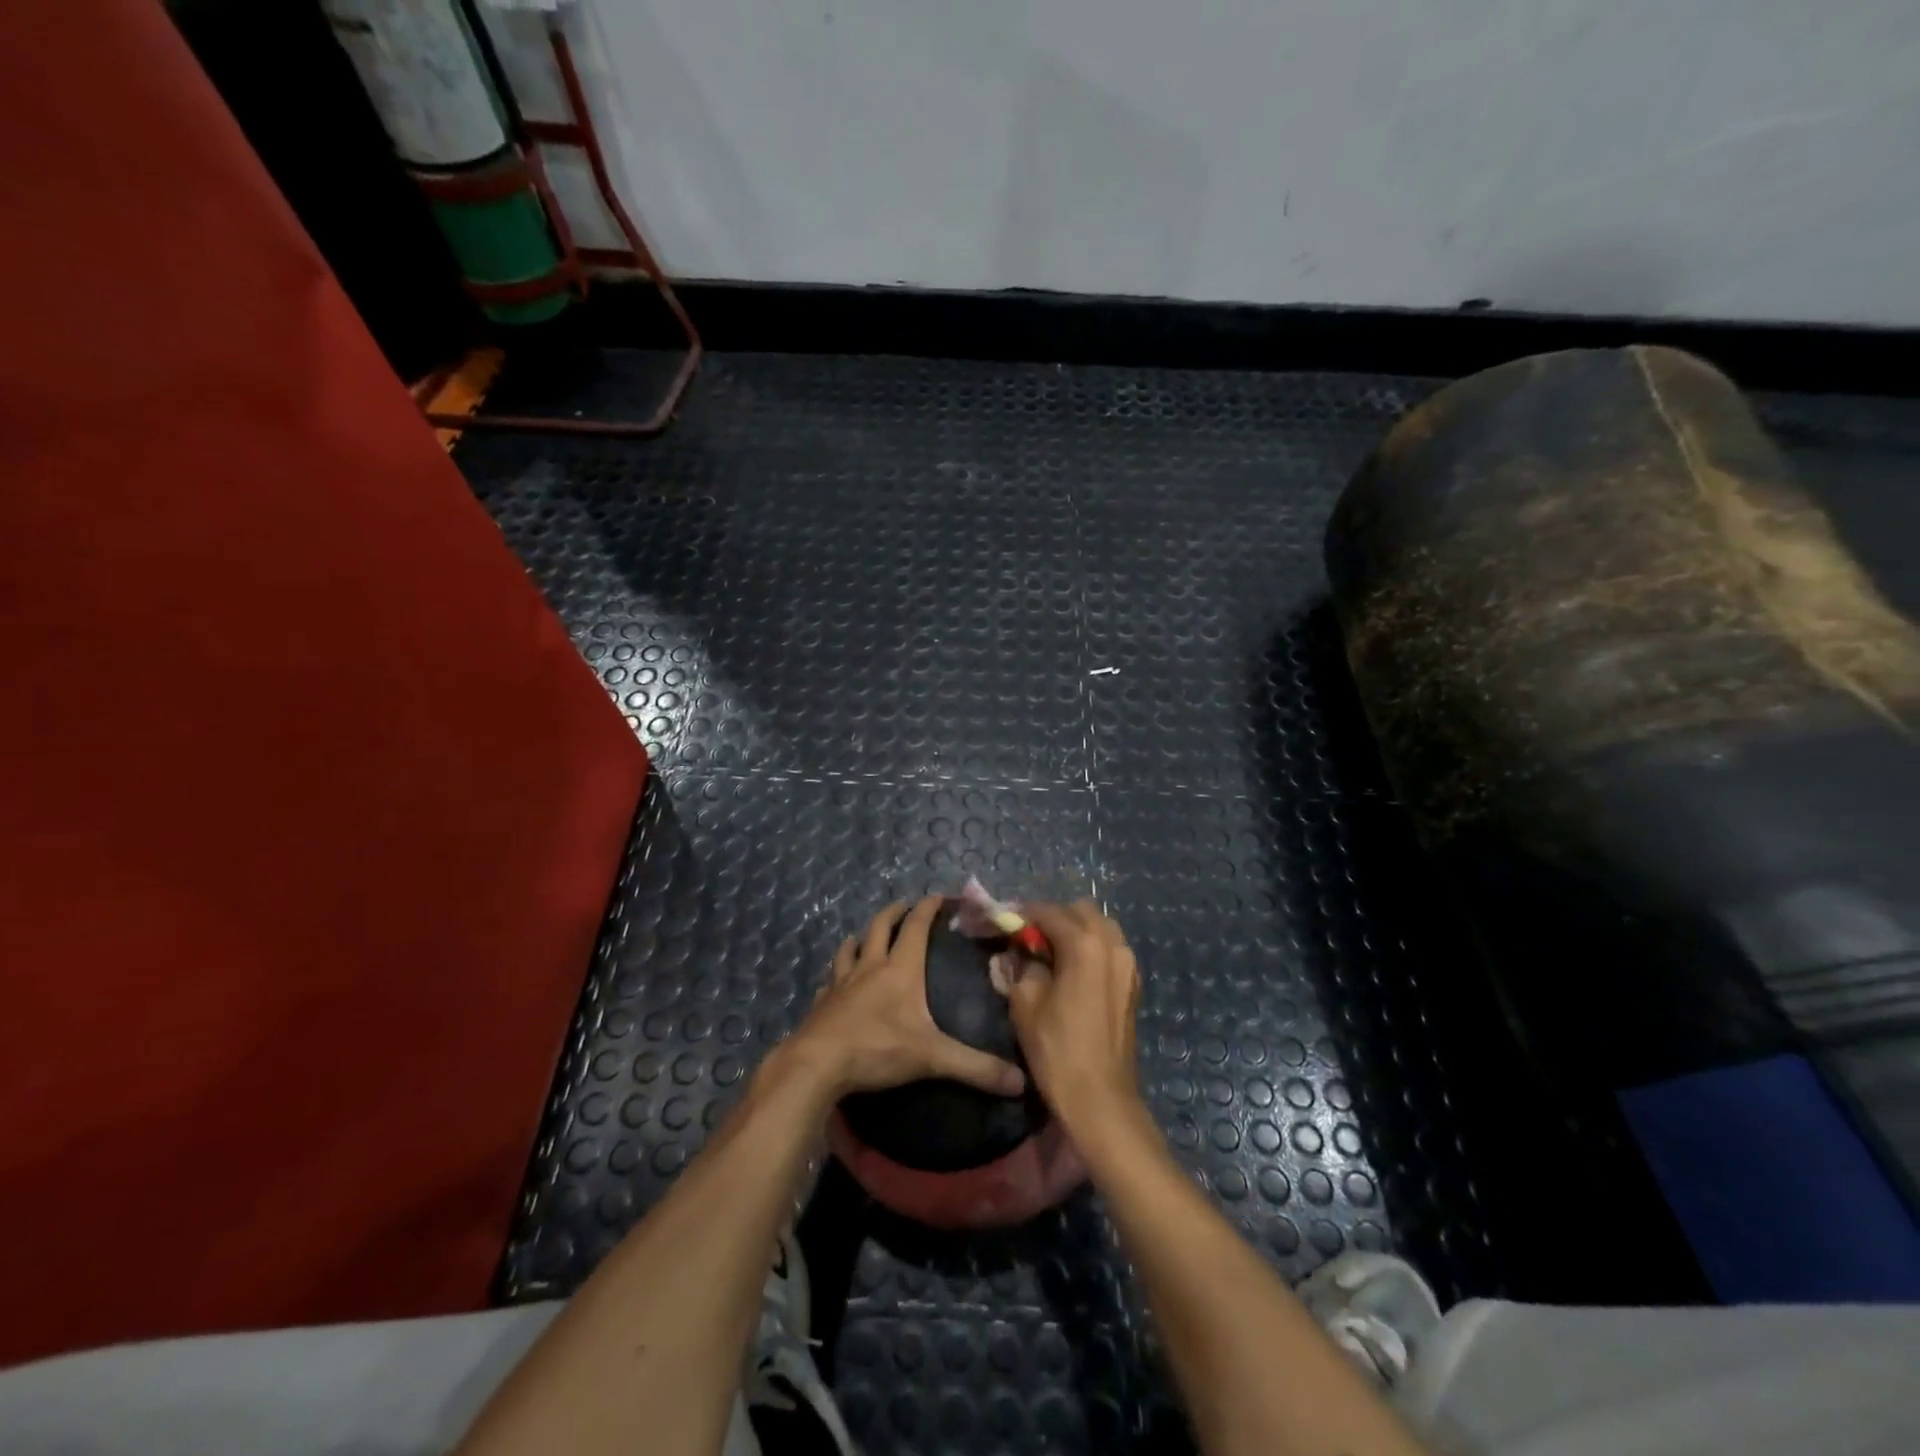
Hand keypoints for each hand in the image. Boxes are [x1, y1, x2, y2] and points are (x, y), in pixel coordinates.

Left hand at [782, 896, 1026, 1102]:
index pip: (916, 927)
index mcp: (899, 969)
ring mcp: (841, 983)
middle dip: (894, 913)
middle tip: (903, 906)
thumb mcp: (932, 1058)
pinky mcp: (822, 1003)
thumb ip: (975, 1067)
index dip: (928, 909)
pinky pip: (830, 981)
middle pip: (880, 928)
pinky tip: (835, 983)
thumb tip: (1020, 1082)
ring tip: (864, 936)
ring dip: (860, 938)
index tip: (938, 896)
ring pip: (850, 949)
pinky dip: (836, 975)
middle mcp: (869, 967)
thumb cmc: (877, 1049)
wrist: (817, 1064)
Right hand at [1007, 901, 1142, 1132]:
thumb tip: (1022, 954)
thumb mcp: (1025, 1004)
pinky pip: (1110, 949)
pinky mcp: (1133, 984)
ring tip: (1052, 955)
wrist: (1100, 1099)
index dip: (1024, 915)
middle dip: (1054, 918)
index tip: (1007, 925)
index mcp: (1084, 944)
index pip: (1049, 912)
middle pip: (1081, 911)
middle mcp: (1112, 944)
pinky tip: (1073, 972)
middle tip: (1031, 940)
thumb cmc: (1057, 1049)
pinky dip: (1091, 949)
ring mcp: (1128, 964)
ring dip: (1075, 931)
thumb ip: (1021, 966)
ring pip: (1100, 927)